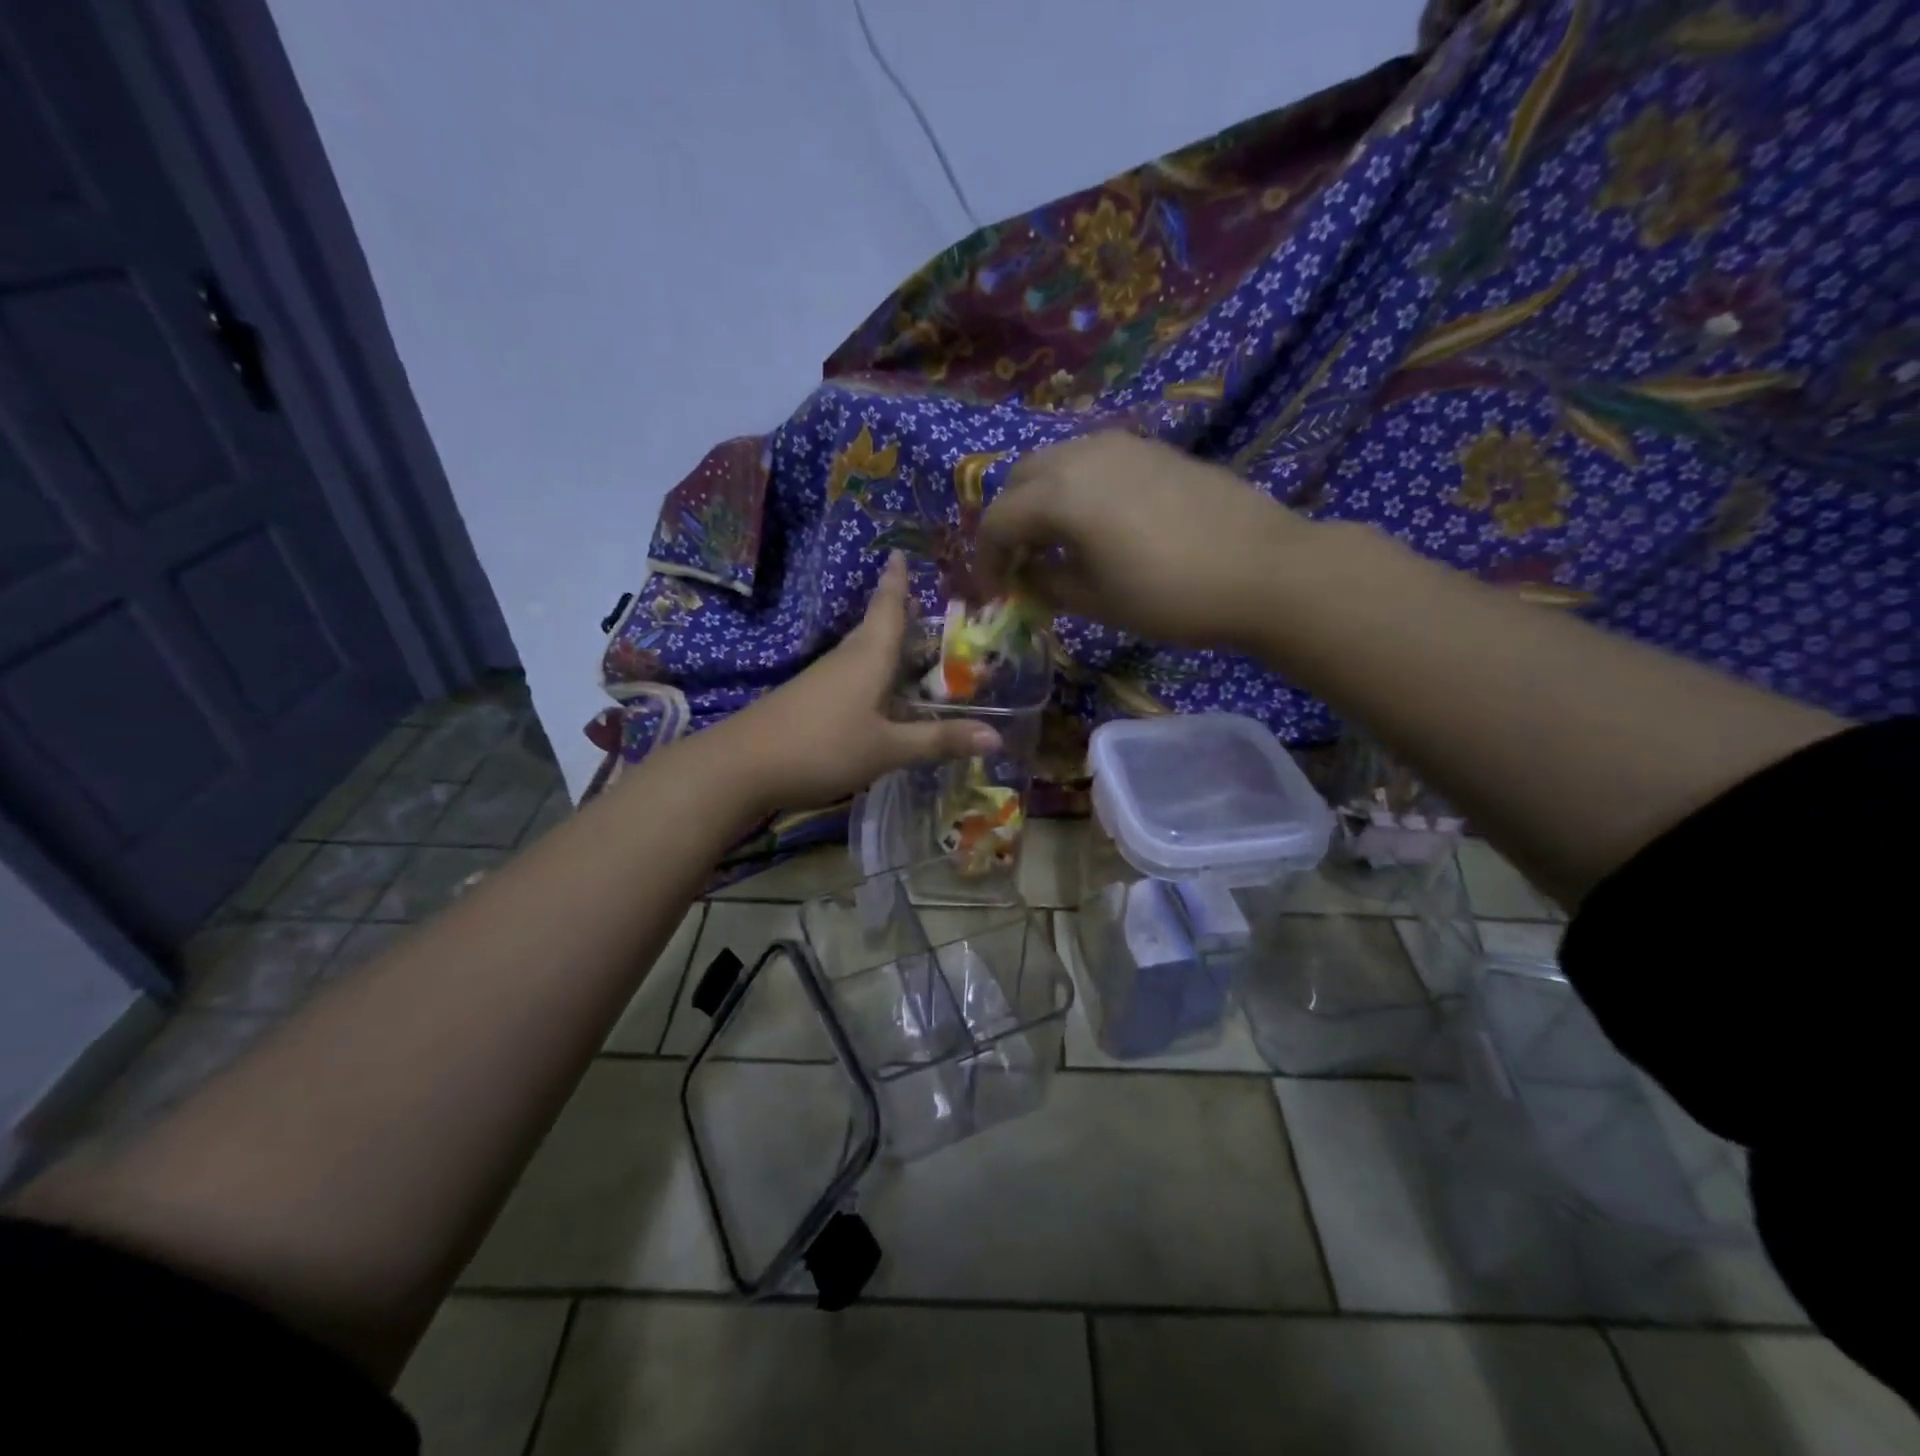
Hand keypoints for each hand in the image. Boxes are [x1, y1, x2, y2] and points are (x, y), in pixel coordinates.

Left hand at [717, 553, 1000, 810]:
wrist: (742, 766)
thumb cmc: (823, 746)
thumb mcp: (888, 748)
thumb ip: (939, 741)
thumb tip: (997, 738)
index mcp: (869, 656)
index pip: (888, 607)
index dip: (897, 582)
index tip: (900, 553)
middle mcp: (846, 659)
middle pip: (876, 628)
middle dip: (899, 616)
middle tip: (927, 608)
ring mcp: (823, 680)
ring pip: (863, 654)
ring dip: (887, 648)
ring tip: (913, 649)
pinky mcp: (809, 701)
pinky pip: (851, 677)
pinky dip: (873, 676)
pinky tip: (881, 696)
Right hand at [978, 432, 1306, 649]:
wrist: (1263, 569)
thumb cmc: (1170, 595)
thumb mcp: (1096, 601)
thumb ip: (1047, 584)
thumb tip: (1026, 575)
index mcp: (1061, 493)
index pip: (998, 520)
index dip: (986, 559)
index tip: (994, 592)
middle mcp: (1083, 454)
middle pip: (1020, 479)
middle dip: (1009, 522)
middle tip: (1020, 564)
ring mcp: (1122, 444)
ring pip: (1056, 462)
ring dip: (1041, 500)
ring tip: (1056, 544)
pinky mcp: (1153, 448)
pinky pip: (1093, 460)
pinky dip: (1076, 488)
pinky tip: (1097, 524)